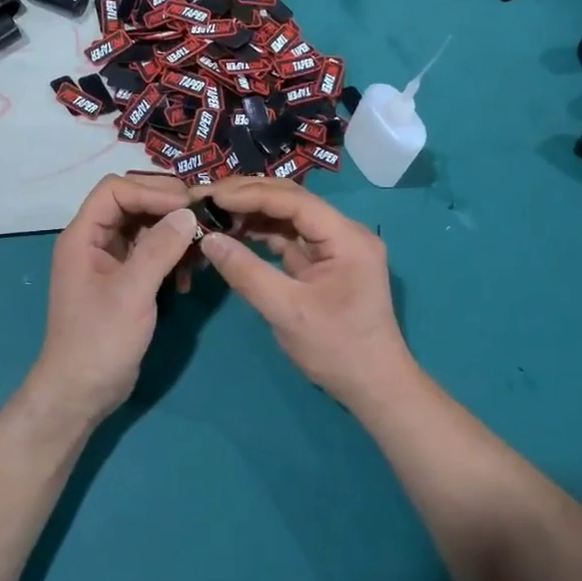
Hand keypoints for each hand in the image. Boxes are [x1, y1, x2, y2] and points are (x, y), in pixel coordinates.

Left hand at [29, 174, 198, 421]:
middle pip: (132, 203)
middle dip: (167, 207)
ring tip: (200, 248)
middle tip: (202, 219)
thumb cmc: (99, 341)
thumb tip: (189, 213)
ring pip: (145, 227)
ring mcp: (109, 261)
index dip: (151, 190)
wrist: (81, 393)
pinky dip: (171, 257)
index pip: (115, 190)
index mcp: (83, 236)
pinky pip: (150, 253)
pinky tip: (187, 278)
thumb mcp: (132, 293)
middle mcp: (94, 241)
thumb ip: (159, 249)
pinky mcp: (124, 281)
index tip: (187, 206)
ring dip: (173, 233)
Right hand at [197, 177, 413, 402]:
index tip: (212, 196)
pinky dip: (263, 233)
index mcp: (346, 237)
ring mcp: (336, 246)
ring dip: (253, 213)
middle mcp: (345, 232)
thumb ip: (246, 273)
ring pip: (289, 216)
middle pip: (292, 200)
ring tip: (215, 214)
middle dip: (249, 196)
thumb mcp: (286, 312)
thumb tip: (208, 239)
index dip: (250, 194)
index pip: (293, 200)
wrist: (374, 386)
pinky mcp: (326, 261)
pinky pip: (291, 237)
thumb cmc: (336, 349)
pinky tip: (236, 234)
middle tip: (207, 197)